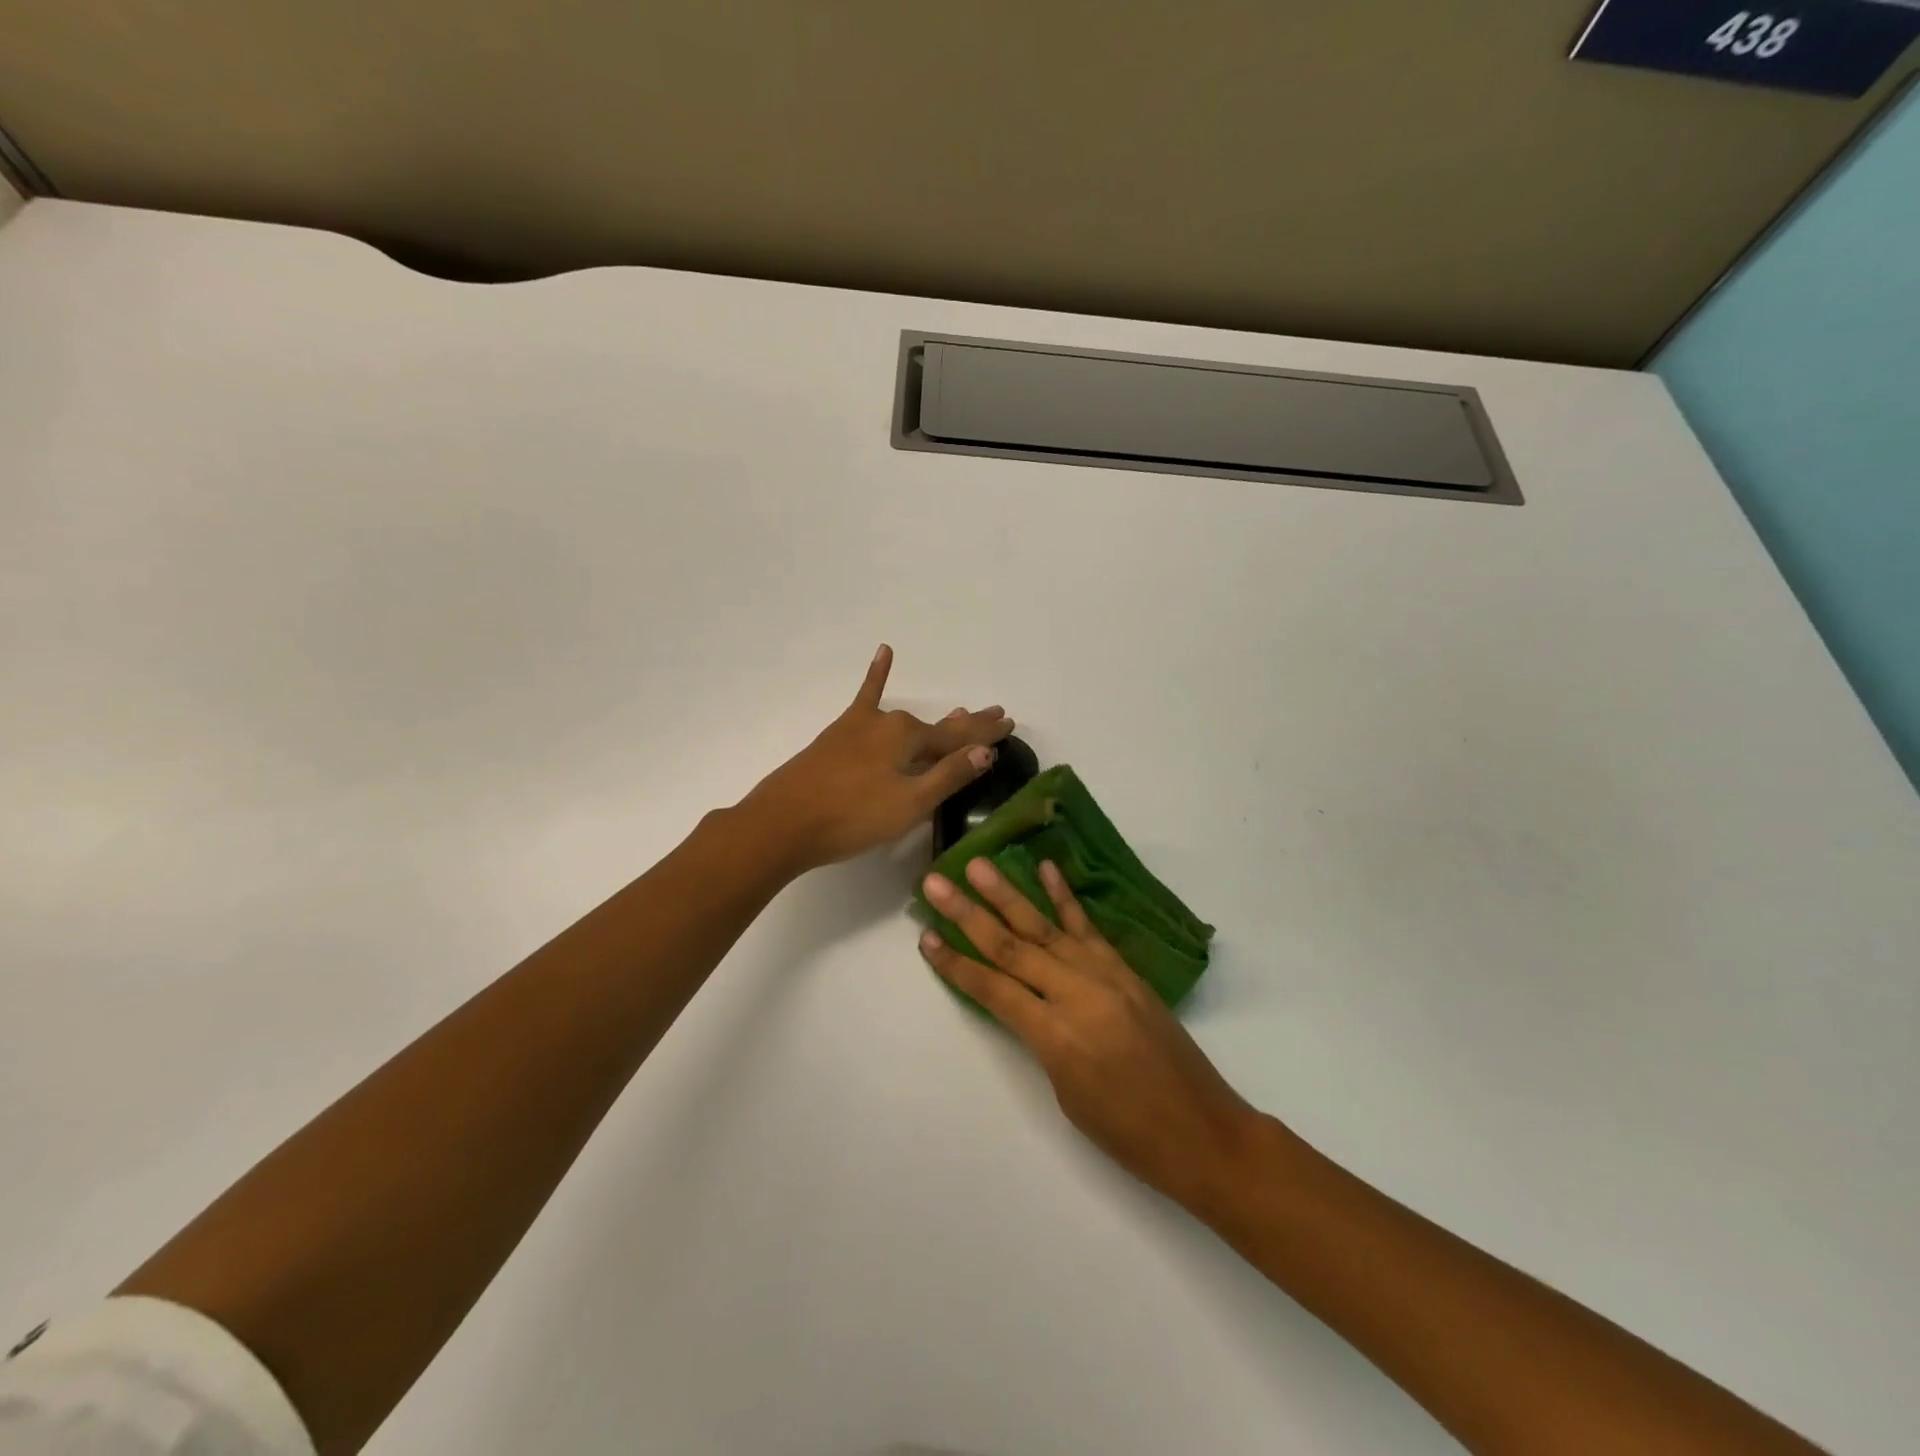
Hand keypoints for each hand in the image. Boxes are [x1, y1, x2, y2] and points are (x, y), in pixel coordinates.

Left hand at [744, 645, 1014, 873]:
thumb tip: (986, 750)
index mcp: (909, 739)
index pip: (960, 738)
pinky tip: (884, 651)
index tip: (1010, 723)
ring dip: (937, 719)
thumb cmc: (852, 818)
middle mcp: (889, 723)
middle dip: (969, 724)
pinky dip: (876, 676)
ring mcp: (862, 726)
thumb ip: (948, 775)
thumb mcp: (908, 804)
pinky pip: (864, 698)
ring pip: (908, 721)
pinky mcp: (839, 735)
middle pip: (938, 727)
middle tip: (997, 714)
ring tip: (961, 708)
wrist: (783, 822)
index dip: (986, 735)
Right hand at [919, 857, 1268, 1214]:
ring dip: (1008, 894)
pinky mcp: (1125, 970)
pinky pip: (1088, 928)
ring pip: (1045, 928)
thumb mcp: (1066, 1094)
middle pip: (1012, 947)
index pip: (993, 989)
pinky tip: (1046, 870)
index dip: (956, 964)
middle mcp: (1076, 995)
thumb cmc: (1128, 1133)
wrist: (1203, 1131)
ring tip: (977, 867)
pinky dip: (1065, 898)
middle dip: (969, 914)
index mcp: (1056, 1036)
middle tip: (936, 884)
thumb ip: (1040, 1039)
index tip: (925, 937)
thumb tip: (1023, 1002)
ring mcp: (1104, 976)